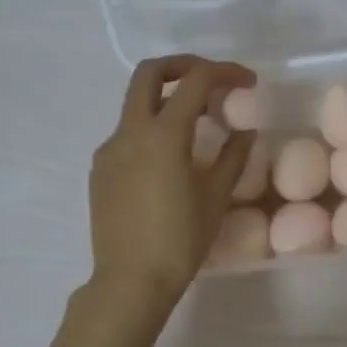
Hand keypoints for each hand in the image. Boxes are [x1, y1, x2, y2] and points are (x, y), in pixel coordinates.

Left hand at [88, 56, 254, 308]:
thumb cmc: (180, 240)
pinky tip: (170, 158)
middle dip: (183, 66)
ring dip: (166, 98)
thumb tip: (244, 131)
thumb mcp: (216, 196)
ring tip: (197, 123)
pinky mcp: (100, 169)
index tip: (247, 82)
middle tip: (210, 80)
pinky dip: (151, 128)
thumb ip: (233, 156)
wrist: (130, 281)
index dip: (225, 72)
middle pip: (150, 73)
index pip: (196, 81)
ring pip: (136, 103)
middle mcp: (130, 131)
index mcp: (163, 134)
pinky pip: (127, 133)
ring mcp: (109, 149)